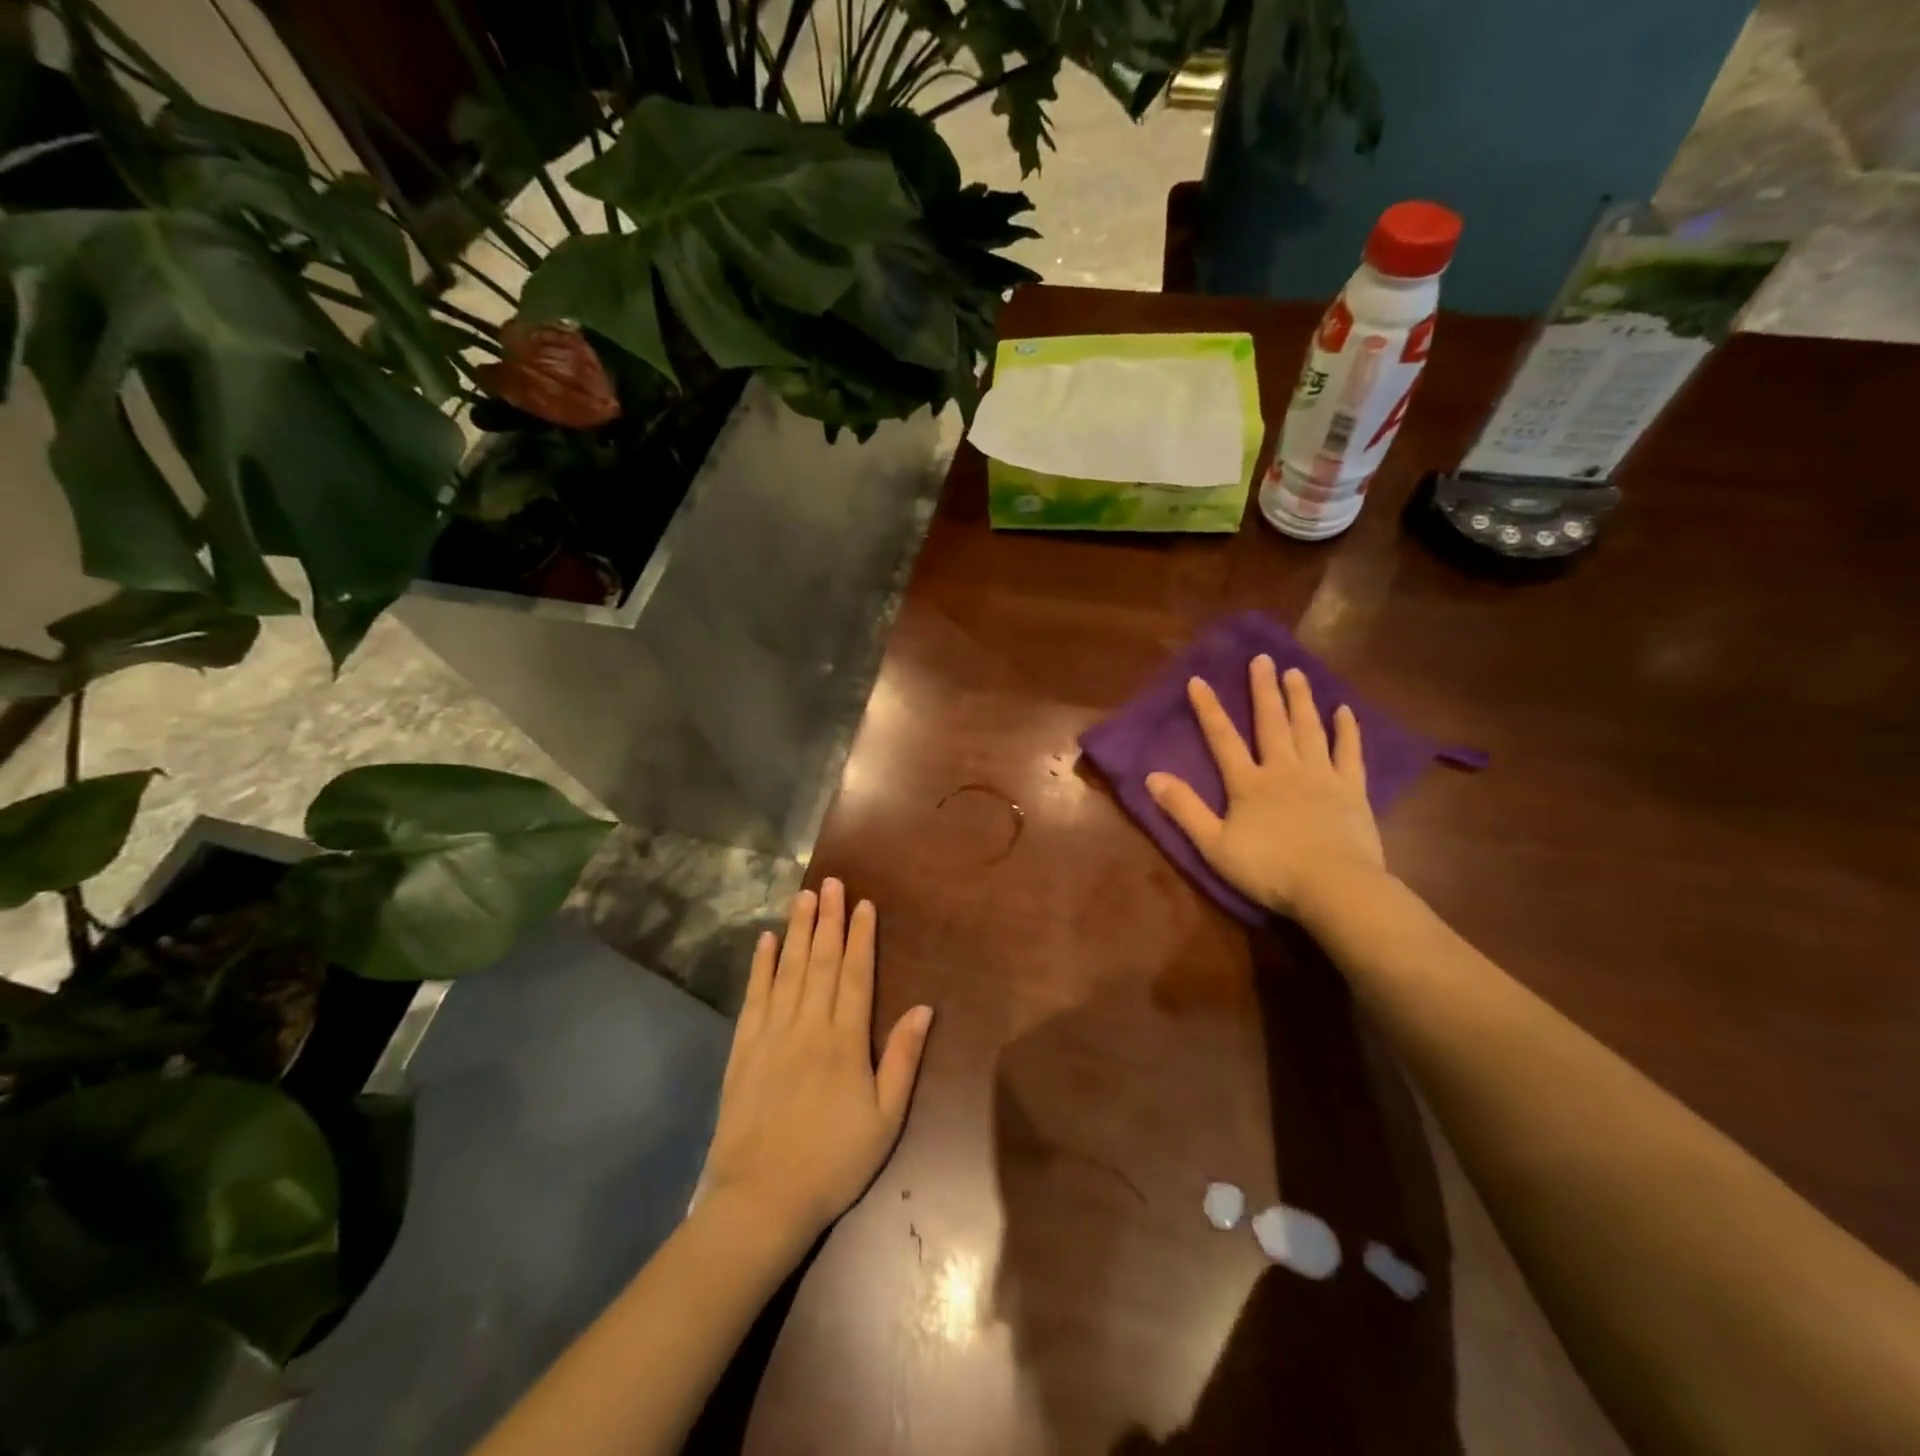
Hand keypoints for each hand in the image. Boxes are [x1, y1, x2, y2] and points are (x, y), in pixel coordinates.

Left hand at [700, 879, 933, 1250]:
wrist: (761, 1200)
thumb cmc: (833, 1161)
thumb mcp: (886, 1119)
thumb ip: (903, 1059)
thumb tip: (924, 1008)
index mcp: (844, 1041)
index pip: (855, 975)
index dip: (860, 937)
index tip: (863, 904)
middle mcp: (807, 1026)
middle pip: (820, 961)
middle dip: (828, 919)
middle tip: (831, 882)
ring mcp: (771, 1035)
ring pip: (787, 970)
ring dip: (796, 931)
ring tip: (802, 896)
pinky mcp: (742, 1050)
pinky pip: (753, 998)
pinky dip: (760, 967)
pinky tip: (765, 942)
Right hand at [1146, 655, 1384, 916]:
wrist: (1334, 887)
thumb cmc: (1269, 869)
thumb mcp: (1214, 845)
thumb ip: (1185, 809)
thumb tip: (1152, 777)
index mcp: (1248, 783)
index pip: (1223, 738)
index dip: (1209, 709)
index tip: (1198, 679)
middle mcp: (1283, 769)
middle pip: (1271, 722)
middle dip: (1263, 690)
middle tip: (1263, 659)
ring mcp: (1321, 776)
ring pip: (1309, 729)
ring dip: (1300, 699)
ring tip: (1296, 672)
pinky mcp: (1352, 790)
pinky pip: (1349, 752)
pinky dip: (1346, 730)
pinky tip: (1344, 711)